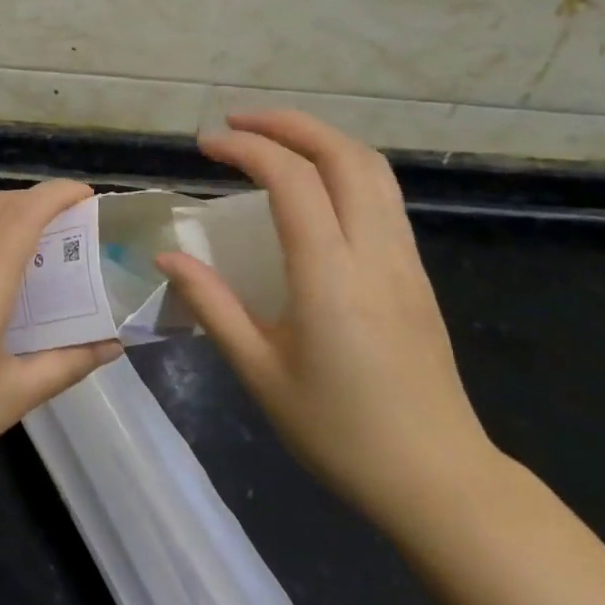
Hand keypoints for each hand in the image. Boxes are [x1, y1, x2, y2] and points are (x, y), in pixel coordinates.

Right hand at [154, 110, 499, 536]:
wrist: (437, 480)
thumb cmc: (339, 432)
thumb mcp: (259, 372)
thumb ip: (211, 304)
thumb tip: (167, 256)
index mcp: (329, 276)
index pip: (291, 179)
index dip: (246, 148)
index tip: (206, 145)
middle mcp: (373, 252)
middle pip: (342, 154)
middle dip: (287, 123)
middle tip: (236, 123)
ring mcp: (403, 259)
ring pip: (371, 168)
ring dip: (320, 138)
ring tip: (272, 140)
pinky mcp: (416, 272)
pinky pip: (383, 195)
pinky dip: (343, 166)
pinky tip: (313, 186)